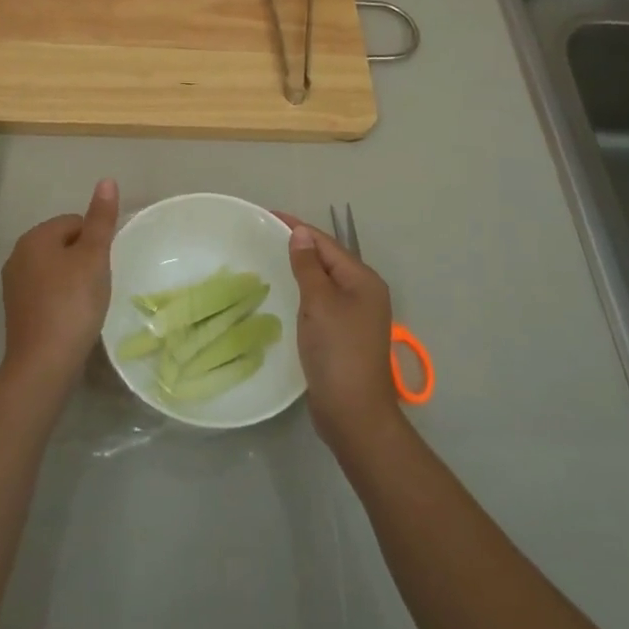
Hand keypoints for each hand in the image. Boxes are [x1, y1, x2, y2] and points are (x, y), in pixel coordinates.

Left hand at [0, 179, 119, 392]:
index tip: (104, 266)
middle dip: (83, 259)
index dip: (95, 241)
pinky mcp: (17, 310)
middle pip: (63, 244)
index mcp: (35, 237)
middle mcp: (18, 255)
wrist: (44, 362)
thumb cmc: (73, 302)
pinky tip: (72, 316)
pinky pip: (46, 291)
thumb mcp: (94, 256)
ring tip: (87, 302)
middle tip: (98, 284)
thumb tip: (106, 180)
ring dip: (73, 279)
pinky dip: (61, 298)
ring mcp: (14, 285)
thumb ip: (101, 218)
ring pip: (55, 269)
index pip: (74, 222)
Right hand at [280, 219, 401, 453]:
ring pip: (324, 281)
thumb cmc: (337, 351)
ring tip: (270, 259)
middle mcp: (364, 293)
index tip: (268, 216)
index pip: (326, 243)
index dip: (297, 228)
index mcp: (363, 280)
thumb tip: (301, 234)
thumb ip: (309, 266)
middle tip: (263, 236)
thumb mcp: (319, 302)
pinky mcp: (344, 335)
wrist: (353, 412)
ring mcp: (356, 316)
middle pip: (328, 260)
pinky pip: (322, 302)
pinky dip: (304, 292)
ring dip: (301, 269)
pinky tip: (286, 294)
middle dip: (299, 246)